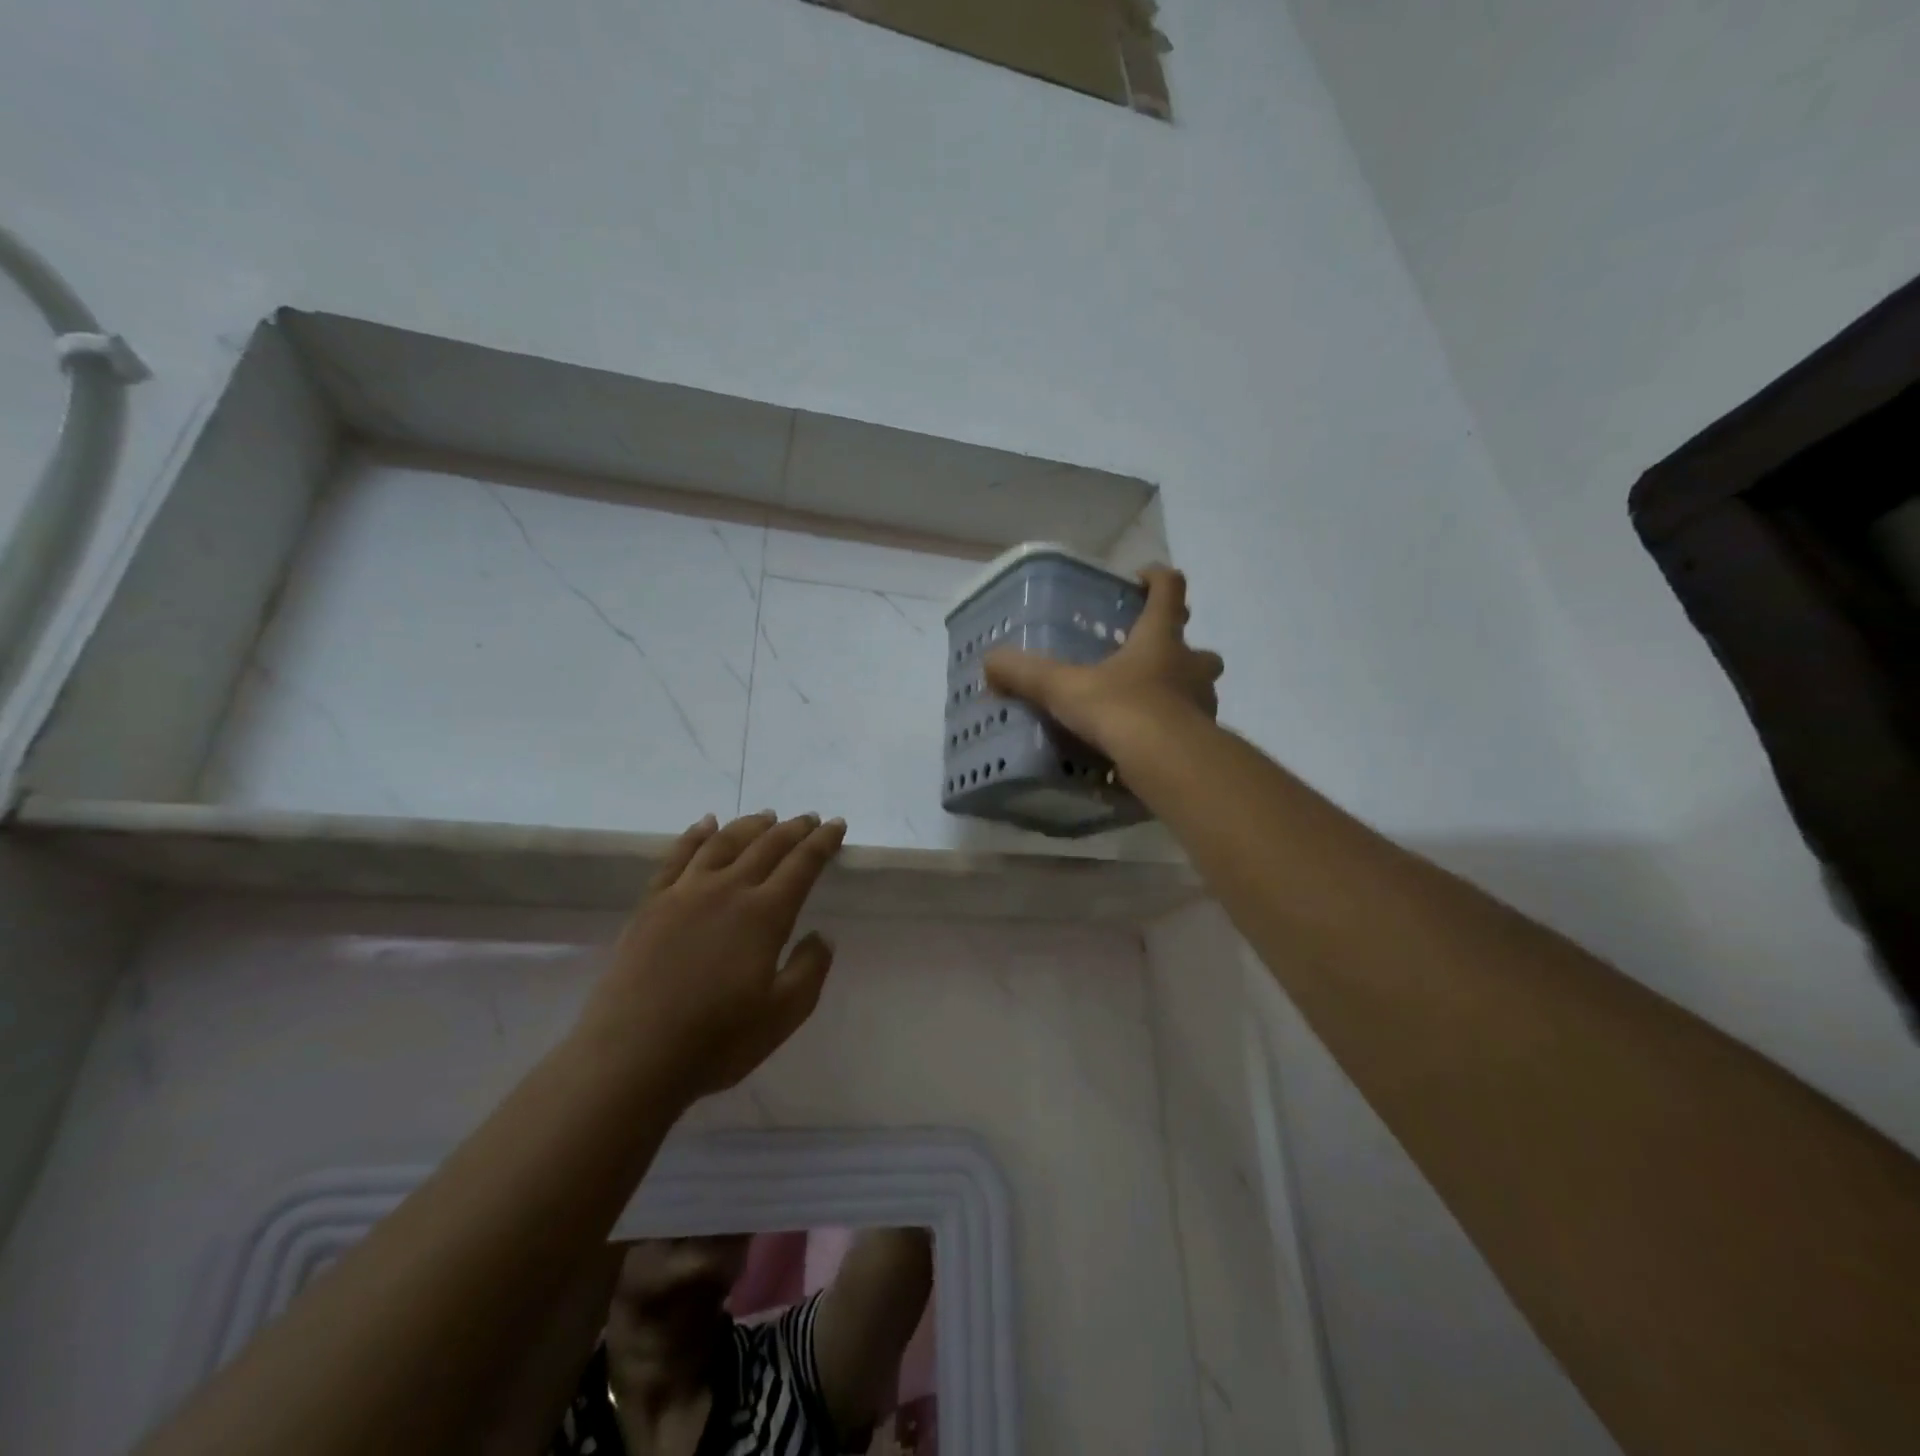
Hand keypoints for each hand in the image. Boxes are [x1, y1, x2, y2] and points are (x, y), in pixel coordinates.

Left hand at [585, 810, 846, 1099]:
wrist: (631, 1056)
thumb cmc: (716, 1040)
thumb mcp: (783, 1015)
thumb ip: (810, 970)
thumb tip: (821, 935)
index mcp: (764, 915)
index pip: (802, 864)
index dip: (822, 842)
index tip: (837, 825)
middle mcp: (727, 890)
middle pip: (766, 845)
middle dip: (793, 829)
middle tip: (809, 818)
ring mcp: (684, 893)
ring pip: (723, 842)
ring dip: (749, 825)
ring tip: (765, 817)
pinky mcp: (651, 904)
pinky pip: (677, 856)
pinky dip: (695, 834)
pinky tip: (705, 824)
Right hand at [984, 566, 1223, 758]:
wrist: (1171, 764)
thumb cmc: (1122, 710)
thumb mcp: (1065, 689)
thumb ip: (1027, 674)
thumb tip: (989, 662)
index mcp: (1160, 639)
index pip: (1170, 591)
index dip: (1158, 579)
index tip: (1142, 578)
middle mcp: (1190, 667)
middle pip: (1199, 649)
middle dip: (1182, 649)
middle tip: (1151, 659)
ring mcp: (1202, 705)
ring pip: (1200, 690)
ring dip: (1180, 692)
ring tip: (1147, 706)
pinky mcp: (1203, 741)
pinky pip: (1190, 729)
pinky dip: (1173, 732)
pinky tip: (1148, 745)